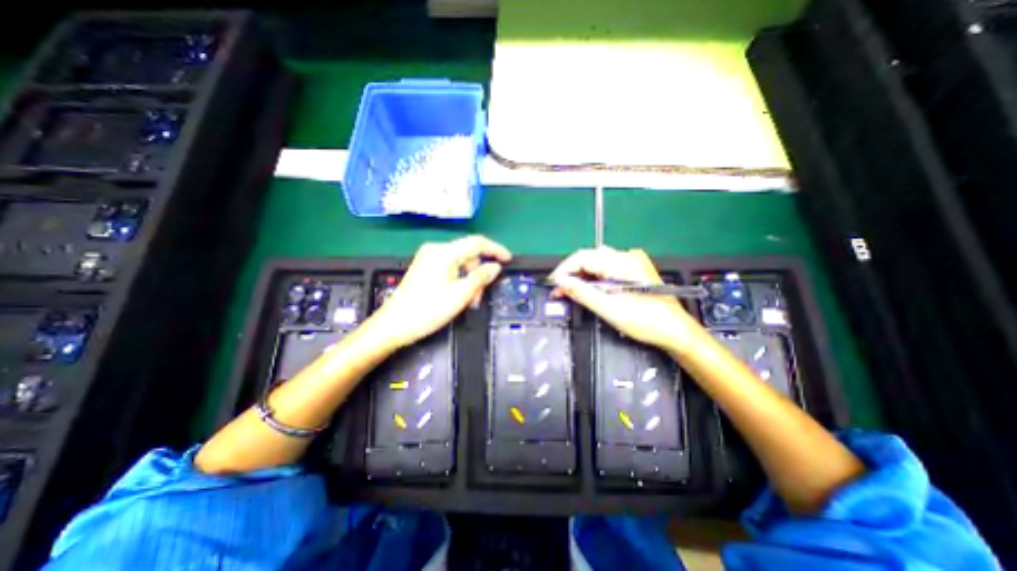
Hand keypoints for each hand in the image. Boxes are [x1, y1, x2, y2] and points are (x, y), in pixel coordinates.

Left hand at [370, 235, 511, 347]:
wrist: (393, 326)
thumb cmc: (427, 310)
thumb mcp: (460, 294)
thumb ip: (481, 277)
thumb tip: (495, 267)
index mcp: (444, 252)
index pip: (477, 242)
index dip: (496, 250)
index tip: (509, 260)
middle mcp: (436, 250)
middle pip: (468, 255)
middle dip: (479, 274)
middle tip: (480, 295)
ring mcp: (429, 259)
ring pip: (460, 265)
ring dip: (469, 281)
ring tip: (468, 302)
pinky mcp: (425, 269)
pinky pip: (450, 270)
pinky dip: (459, 281)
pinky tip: (458, 297)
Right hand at [554, 245, 705, 349]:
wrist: (676, 331)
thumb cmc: (646, 322)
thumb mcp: (610, 309)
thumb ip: (583, 293)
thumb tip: (561, 282)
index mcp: (623, 263)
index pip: (583, 257)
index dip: (564, 269)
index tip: (553, 284)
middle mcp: (628, 256)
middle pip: (589, 258)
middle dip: (571, 274)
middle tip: (559, 291)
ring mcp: (632, 261)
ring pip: (597, 263)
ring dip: (581, 276)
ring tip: (569, 291)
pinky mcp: (634, 269)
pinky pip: (607, 268)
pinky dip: (594, 278)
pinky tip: (587, 289)